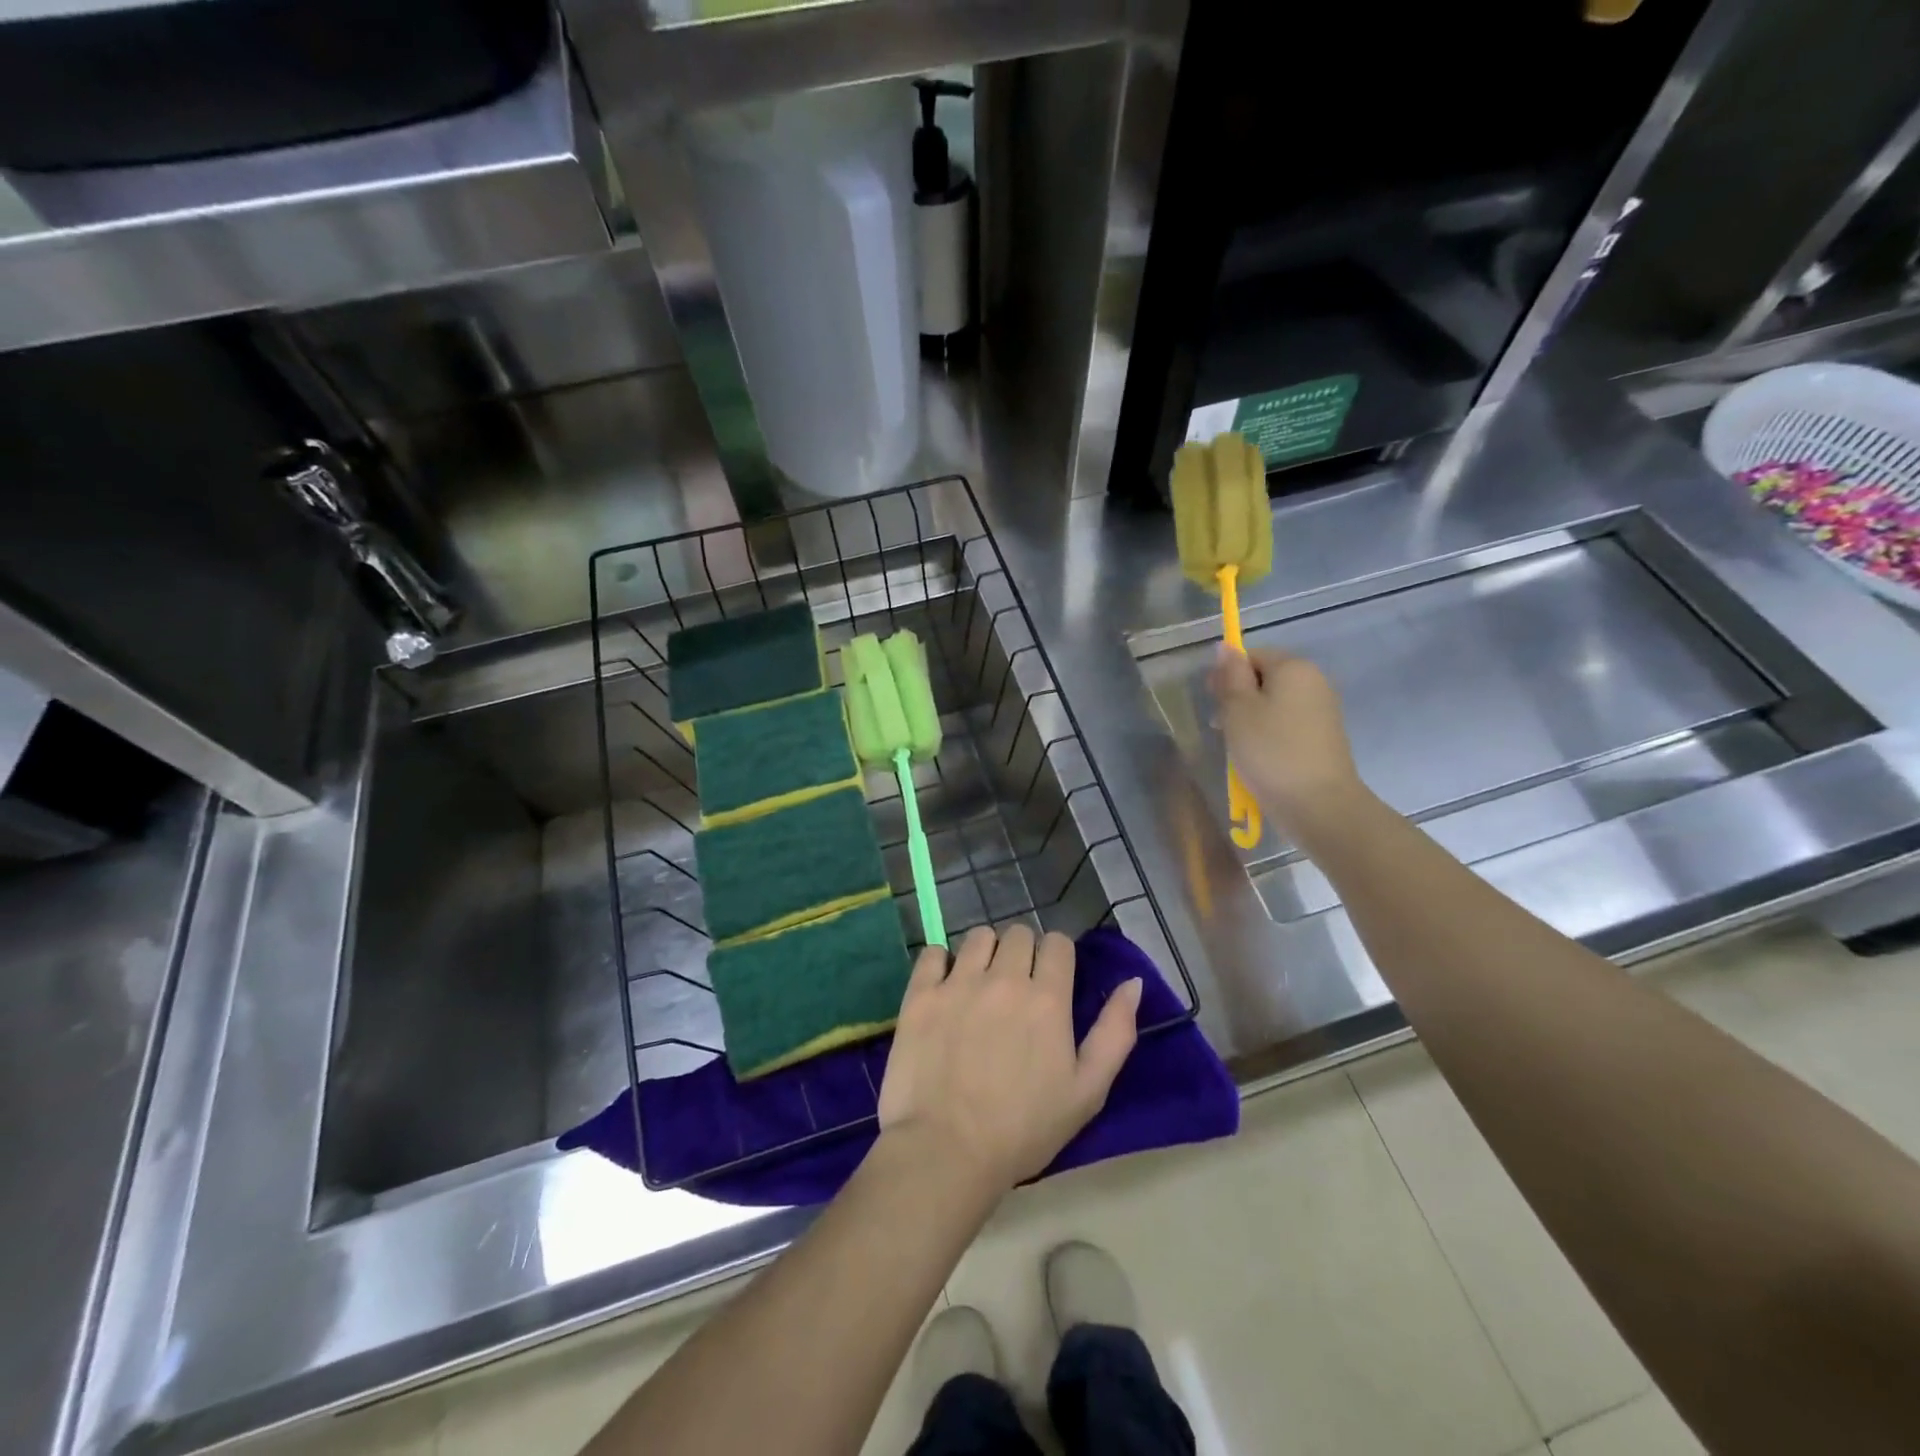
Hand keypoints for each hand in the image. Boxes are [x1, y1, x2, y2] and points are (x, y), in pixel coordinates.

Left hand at [877, 925, 1141, 1194]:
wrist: (947, 1151)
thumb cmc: (1024, 1129)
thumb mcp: (1087, 1091)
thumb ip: (1115, 1032)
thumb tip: (1133, 982)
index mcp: (1047, 999)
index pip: (1057, 943)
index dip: (1057, 957)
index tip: (1050, 980)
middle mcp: (1004, 978)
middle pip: (1018, 934)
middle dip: (1022, 952)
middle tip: (1015, 987)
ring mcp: (959, 983)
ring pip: (978, 937)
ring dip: (985, 952)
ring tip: (980, 984)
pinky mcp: (921, 994)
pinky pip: (933, 953)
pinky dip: (941, 962)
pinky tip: (944, 986)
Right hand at [1209, 646, 1368, 841]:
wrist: (1318, 804)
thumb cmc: (1270, 751)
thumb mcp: (1238, 710)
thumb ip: (1231, 676)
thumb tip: (1226, 647)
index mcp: (1294, 668)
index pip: (1252, 655)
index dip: (1227, 675)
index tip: (1212, 701)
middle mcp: (1313, 682)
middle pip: (1265, 678)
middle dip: (1238, 698)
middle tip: (1220, 727)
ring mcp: (1322, 710)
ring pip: (1274, 703)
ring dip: (1250, 719)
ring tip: (1235, 747)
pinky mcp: (1323, 737)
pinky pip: (1286, 724)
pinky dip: (1268, 735)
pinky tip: (1257, 757)